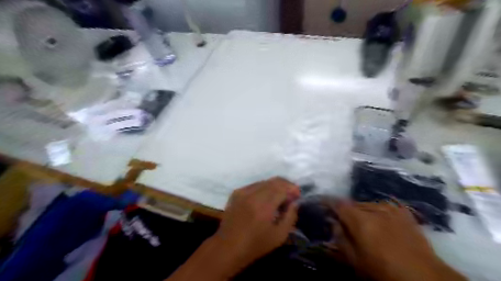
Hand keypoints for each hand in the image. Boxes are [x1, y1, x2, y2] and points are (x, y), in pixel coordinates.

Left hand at [212, 178, 300, 274]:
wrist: (227, 247)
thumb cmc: (255, 245)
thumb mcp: (279, 236)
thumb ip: (290, 217)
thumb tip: (294, 202)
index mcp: (263, 205)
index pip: (282, 188)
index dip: (292, 189)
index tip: (298, 195)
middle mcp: (252, 194)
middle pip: (274, 181)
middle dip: (285, 185)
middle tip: (291, 195)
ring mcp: (242, 191)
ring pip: (264, 181)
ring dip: (275, 187)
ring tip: (279, 198)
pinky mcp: (236, 193)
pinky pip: (254, 185)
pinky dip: (263, 189)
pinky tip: (265, 199)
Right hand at [332, 201, 465, 280]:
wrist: (424, 277)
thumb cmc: (383, 270)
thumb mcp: (355, 260)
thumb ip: (340, 238)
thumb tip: (333, 222)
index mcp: (360, 219)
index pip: (338, 203)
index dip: (328, 202)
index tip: (322, 204)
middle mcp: (374, 208)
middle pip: (353, 203)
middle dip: (346, 210)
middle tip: (343, 220)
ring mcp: (390, 208)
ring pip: (368, 204)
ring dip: (361, 211)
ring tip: (363, 223)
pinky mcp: (403, 212)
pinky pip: (384, 206)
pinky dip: (377, 211)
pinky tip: (380, 221)